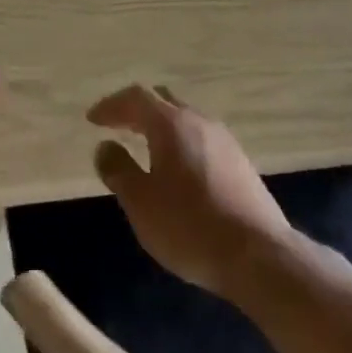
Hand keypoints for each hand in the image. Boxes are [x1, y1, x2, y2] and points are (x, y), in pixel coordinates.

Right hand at [89, 85, 292, 300]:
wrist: (258, 255)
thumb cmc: (189, 225)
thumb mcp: (141, 202)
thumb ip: (118, 169)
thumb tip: (105, 146)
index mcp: (171, 124)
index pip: (136, 97)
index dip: (112, 105)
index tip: (93, 120)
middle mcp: (199, 121)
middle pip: (163, 101)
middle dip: (137, 110)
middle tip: (117, 126)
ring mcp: (224, 141)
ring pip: (185, 120)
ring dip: (161, 127)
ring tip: (144, 147)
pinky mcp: (240, 163)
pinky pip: (201, 140)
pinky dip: (180, 143)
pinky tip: (177, 170)